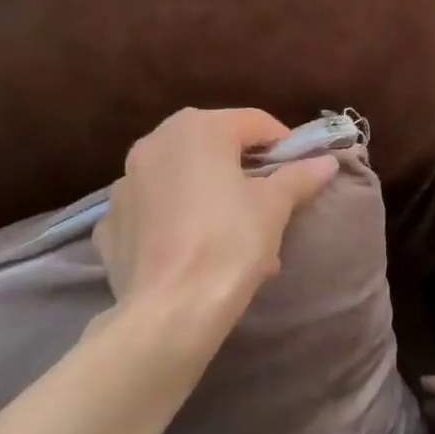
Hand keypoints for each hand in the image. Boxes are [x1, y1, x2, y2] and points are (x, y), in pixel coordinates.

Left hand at [94, 108, 338, 324]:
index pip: (254, 122)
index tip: (300, 172)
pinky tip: (191, 251)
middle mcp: (154, 143)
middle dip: (243, 172)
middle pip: (213, 147)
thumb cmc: (229, 245)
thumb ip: (298, 177)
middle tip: (267, 205)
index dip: (283, 145)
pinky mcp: (110, 222)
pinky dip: (174, 221)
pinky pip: (153, 211)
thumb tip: (325, 162)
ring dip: (209, 196)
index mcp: (197, 129)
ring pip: (181, 179)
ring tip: (234, 236)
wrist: (170, 311)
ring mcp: (125, 183)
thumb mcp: (274, 208)